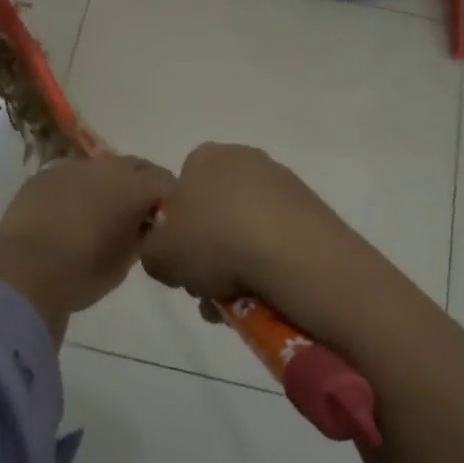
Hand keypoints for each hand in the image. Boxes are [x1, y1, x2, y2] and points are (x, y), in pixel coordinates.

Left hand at [0, 155, 173, 341]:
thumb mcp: (125, 260)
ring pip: (101, 169)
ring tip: (101, 214)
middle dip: (141, 185)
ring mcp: (71, 168)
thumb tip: (143, 223)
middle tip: (138, 215)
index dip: (169, 200)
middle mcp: (105, 167)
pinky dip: (78, 190)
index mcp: (132, 185)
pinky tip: (69, 214)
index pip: (165, 182)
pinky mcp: (43, 177)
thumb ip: (141, 234)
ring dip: (108, 185)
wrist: (23, 273)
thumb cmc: (82, 272)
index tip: (166, 221)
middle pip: (135, 167)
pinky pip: (71, 177)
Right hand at [139, 143, 367, 326]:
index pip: (182, 189)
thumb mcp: (159, 255)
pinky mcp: (312, 211)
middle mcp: (245, 160)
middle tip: (205, 288)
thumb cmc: (215, 242)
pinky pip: (277, 242)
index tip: (180, 261)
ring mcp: (283, 184)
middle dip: (208, 252)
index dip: (176, 229)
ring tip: (234, 305)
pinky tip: (264, 296)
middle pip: (216, 213)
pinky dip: (268, 266)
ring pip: (246, 231)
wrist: (294, 255)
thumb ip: (152, 250)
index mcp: (205, 157)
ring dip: (237, 266)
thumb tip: (167, 253)